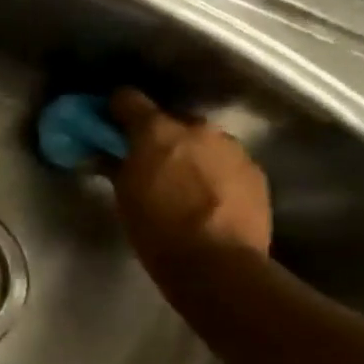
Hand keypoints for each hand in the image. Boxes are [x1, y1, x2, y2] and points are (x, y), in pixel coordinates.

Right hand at [108, 89, 271, 273]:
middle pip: (171, 120)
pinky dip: (213, 172)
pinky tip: (207, 198)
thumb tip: (108, 154)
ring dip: (189, 153)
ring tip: (181, 183)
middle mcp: (197, 128)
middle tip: (147, 162)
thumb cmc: (157, 230)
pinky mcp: (255, 171)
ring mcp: (231, 148)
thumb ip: (117, 165)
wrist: (217, 264)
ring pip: (202, 141)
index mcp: (157, 130)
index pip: (128, 99)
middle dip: (158, 136)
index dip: (116, 110)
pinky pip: (225, 162)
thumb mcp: (124, 196)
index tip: (109, 124)